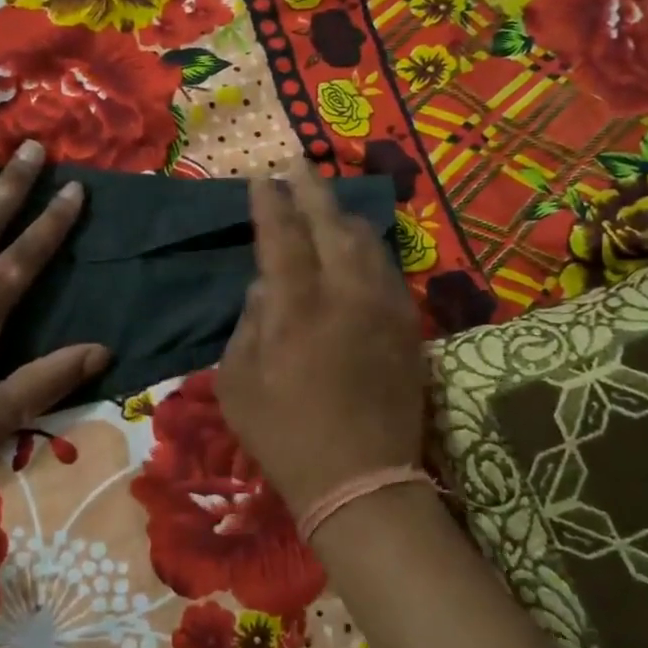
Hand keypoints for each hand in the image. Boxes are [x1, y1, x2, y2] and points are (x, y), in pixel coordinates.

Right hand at [217, 163, 426, 516]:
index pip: (282, 238)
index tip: (261, 180)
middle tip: (298, 166)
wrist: (362, 482)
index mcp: (297, 310)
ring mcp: (384, 310)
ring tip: (328, 201)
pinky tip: (360, 245)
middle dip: (312, 191)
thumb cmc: (286, 437)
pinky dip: (369, 249)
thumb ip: (248, 325)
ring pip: (367, 244)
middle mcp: (346, 297)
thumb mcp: (238, 385)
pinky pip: (388, 272)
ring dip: (343, 216)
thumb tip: (264, 287)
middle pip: (331, 226)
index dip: (270, 205)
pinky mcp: (409, 328)